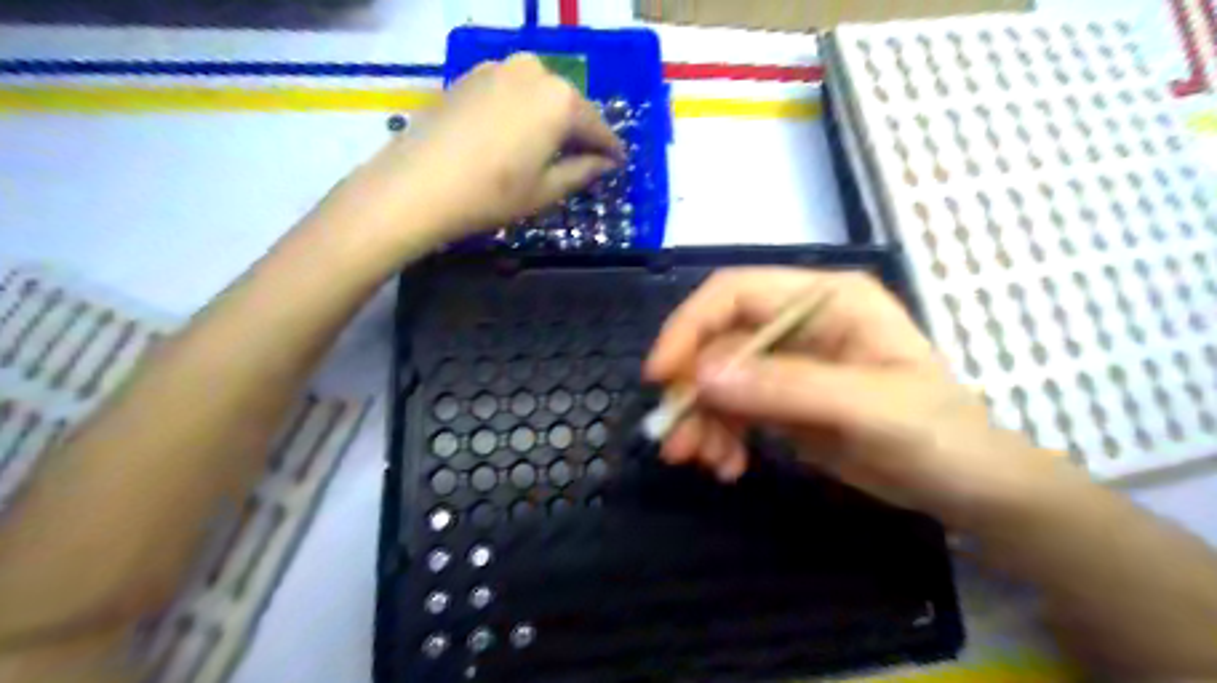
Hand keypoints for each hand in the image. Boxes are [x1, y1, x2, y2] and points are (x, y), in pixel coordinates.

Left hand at [336, 53, 621, 244]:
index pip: (597, 126)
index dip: (610, 149)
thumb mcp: (546, 190)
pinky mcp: (472, 74)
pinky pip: (513, 91)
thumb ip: (583, 172)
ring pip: (541, 95)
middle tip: (586, 159)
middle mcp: (535, 72)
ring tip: (552, 150)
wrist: (418, 185)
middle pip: (570, 105)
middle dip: (580, 132)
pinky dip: (524, 111)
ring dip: (552, 120)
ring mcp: (499, 68)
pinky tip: (519, 136)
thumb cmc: (492, 194)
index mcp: (560, 100)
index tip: (618, 164)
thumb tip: (606, 164)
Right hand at [645, 267, 1067, 528]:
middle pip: (718, 341)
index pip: (736, 293)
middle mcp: (800, 322)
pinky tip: (729, 466)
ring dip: (702, 420)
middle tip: (677, 441)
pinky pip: (732, 409)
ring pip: (718, 380)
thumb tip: (702, 375)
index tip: (661, 375)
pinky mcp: (783, 400)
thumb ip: (787, 387)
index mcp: (825, 299)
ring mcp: (789, 363)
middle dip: (693, 390)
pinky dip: (720, 436)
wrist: (970, 490)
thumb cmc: (940, 436)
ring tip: (705, 463)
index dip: (691, 327)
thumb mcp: (870, 408)